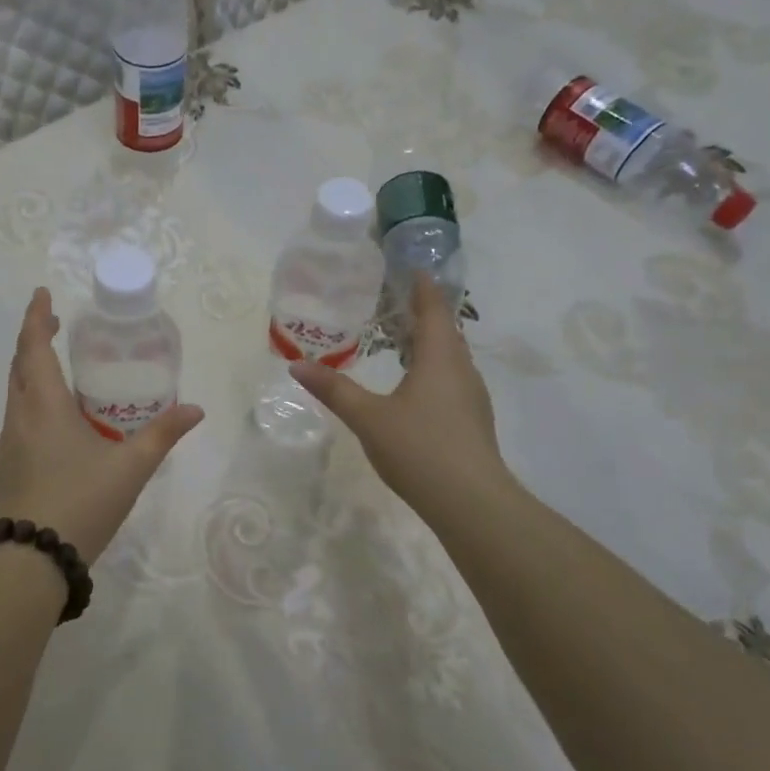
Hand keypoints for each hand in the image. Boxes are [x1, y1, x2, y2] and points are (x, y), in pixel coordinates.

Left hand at [0, 288, 203, 562]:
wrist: (31, 560)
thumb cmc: (81, 502)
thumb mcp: (130, 468)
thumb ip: (162, 435)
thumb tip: (195, 409)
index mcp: (45, 406)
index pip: (35, 347)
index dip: (38, 318)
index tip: (43, 294)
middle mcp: (20, 416)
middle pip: (19, 365)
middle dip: (34, 339)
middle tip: (56, 325)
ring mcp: (9, 443)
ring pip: (15, 391)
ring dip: (30, 369)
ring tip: (58, 365)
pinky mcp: (8, 465)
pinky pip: (17, 416)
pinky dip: (31, 397)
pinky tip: (55, 417)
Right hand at [291, 276, 510, 522]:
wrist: (470, 502)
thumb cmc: (419, 448)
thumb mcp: (368, 417)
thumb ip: (334, 389)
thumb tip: (297, 365)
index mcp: (439, 358)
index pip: (434, 309)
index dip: (423, 287)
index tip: (412, 268)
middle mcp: (461, 370)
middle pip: (445, 331)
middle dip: (423, 313)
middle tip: (393, 302)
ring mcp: (471, 397)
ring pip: (450, 357)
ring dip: (428, 343)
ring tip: (399, 339)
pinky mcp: (472, 420)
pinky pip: (451, 379)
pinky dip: (432, 368)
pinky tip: (414, 386)